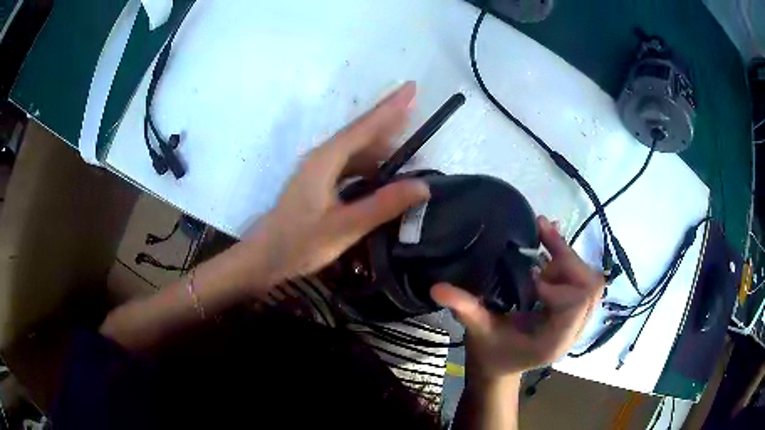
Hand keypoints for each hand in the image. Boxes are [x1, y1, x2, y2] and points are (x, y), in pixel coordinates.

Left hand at [248, 82, 429, 285]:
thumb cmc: (299, 243)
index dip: (391, 106)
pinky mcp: (319, 183)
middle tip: (419, 112)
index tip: (412, 87)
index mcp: (326, 160)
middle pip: (361, 132)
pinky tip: (384, 176)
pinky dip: (371, 165)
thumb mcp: (344, 228)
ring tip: (411, 152)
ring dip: (383, 147)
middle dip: (390, 120)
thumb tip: (423, 186)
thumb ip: (382, 206)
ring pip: (356, 149)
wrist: (264, 257)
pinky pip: (351, 164)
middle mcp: (322, 157)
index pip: (364, 126)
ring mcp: (319, 170)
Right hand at [431, 216, 603, 379]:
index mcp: (554, 341)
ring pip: (591, 282)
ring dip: (569, 260)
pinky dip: (569, 263)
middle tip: (541, 242)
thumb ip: (463, 308)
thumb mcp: (477, 331)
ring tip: (544, 250)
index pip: (578, 303)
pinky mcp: (574, 312)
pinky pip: (583, 282)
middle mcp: (573, 331)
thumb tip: (436, 287)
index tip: (531, 278)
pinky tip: (550, 251)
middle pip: (590, 287)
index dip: (558, 285)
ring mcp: (577, 321)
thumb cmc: (490, 353)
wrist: (500, 367)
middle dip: (568, 261)